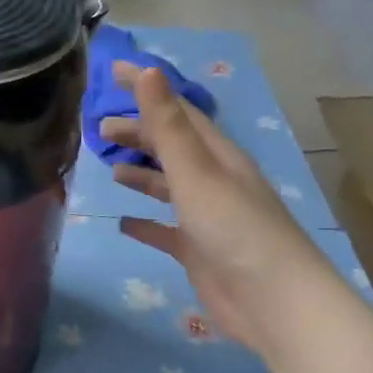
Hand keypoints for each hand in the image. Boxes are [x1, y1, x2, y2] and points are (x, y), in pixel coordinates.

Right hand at [101, 61, 328, 350]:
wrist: (274, 302)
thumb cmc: (234, 229)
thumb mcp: (196, 171)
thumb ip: (168, 125)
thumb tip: (147, 70)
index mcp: (217, 156)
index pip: (177, 111)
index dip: (145, 89)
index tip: (111, 72)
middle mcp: (214, 180)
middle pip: (172, 147)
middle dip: (138, 132)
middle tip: (99, 128)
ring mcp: (207, 217)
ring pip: (168, 186)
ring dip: (141, 173)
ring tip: (109, 166)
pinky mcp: (198, 251)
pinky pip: (165, 230)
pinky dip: (144, 223)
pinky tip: (122, 223)